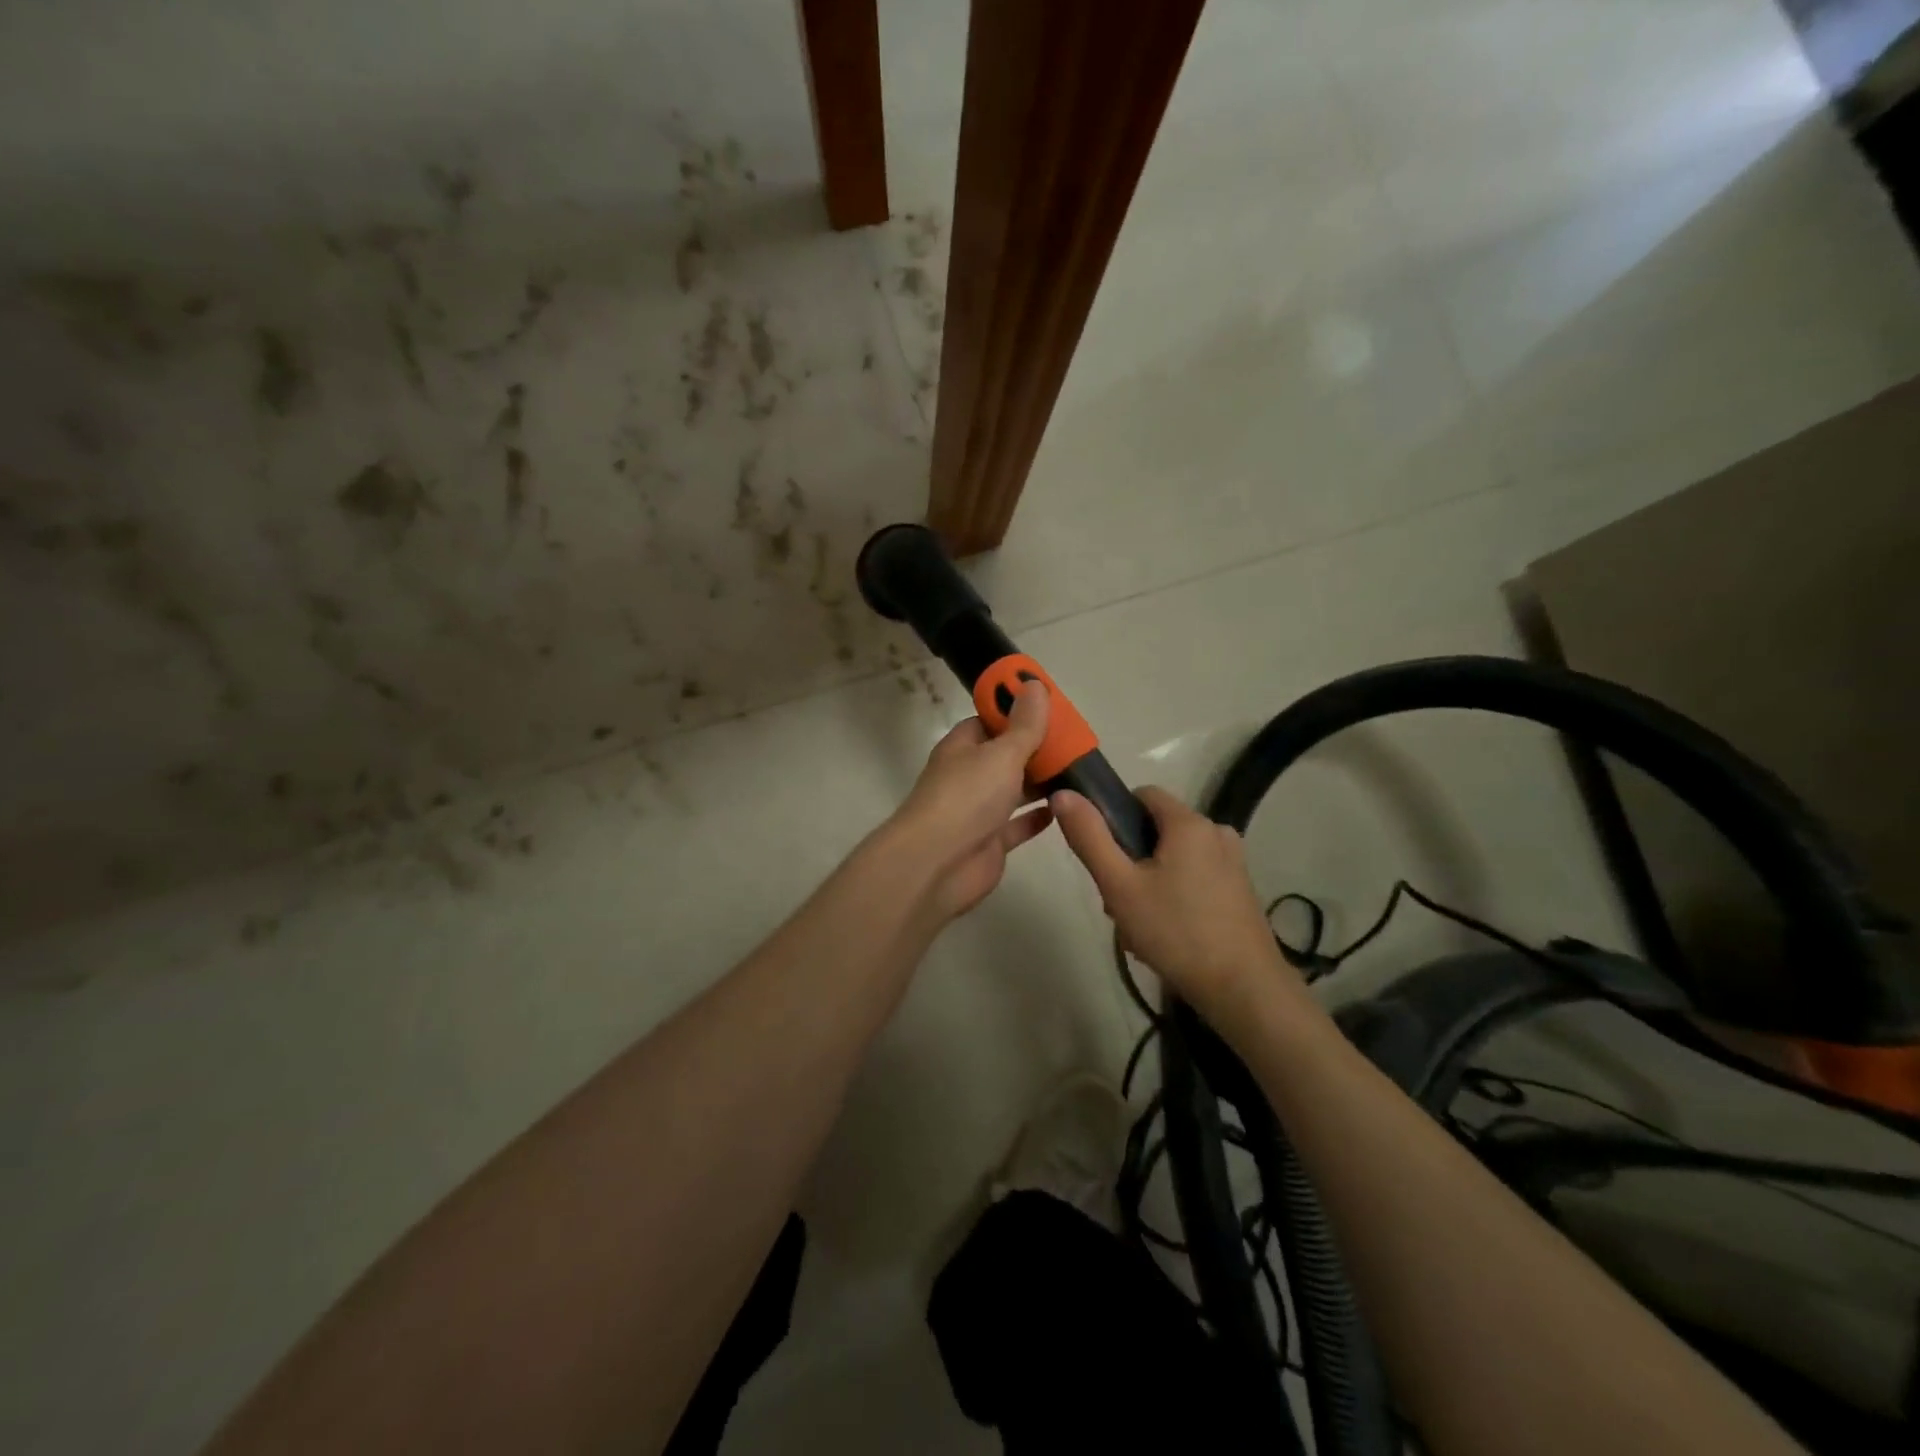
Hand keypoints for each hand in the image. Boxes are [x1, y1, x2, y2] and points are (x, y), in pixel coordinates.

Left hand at [884, 682, 1054, 922]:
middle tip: (1077, 741)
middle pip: (1005, 756)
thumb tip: (1034, 684)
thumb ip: (1024, 725)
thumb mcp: (1001, 753)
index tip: (1051, 707)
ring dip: (1041, 782)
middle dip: (1036, 749)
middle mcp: (969, 775)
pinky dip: (1038, 817)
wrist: (937, 864)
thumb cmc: (967, 797)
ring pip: (1014, 790)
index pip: (989, 721)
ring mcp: (978, 811)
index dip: (1017, 712)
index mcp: (963, 747)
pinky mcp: (990, 842)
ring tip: (1080, 771)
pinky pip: (1018, 824)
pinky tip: (1065, 808)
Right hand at [1051, 785, 1297, 1017]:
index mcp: (1189, 822)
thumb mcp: (1120, 886)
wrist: (1244, 991)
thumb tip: (1063, 794)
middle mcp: (1216, 832)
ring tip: (1138, 926)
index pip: (1142, 794)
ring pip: (1173, 858)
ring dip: (1148, 883)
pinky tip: (1164, 934)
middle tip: (1117, 902)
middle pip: (1156, 830)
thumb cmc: (1176, 932)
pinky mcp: (1239, 890)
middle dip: (1129, 860)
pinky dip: (1173, 896)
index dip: (1114, 817)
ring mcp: (1232, 862)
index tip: (1103, 856)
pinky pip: (1194, 878)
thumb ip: (1089, 837)